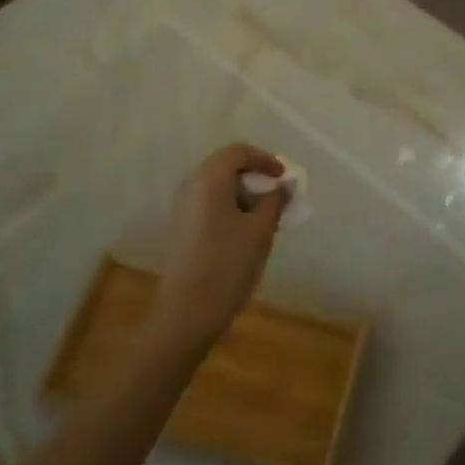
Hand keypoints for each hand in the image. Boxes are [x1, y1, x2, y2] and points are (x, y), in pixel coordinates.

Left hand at [153, 144, 288, 350]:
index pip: (238, 151)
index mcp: (209, 179)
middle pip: (225, 166)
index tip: (284, 177)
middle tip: (277, 195)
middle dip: (254, 176)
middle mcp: (191, 185)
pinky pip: (208, 204)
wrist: (186, 313)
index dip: (265, 159)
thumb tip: (282, 186)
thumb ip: (275, 201)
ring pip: (216, 186)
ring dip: (242, 193)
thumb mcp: (260, 231)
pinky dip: (229, 207)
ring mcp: (182, 207)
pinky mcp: (180, 227)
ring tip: (264, 216)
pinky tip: (244, 232)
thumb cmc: (227, 266)